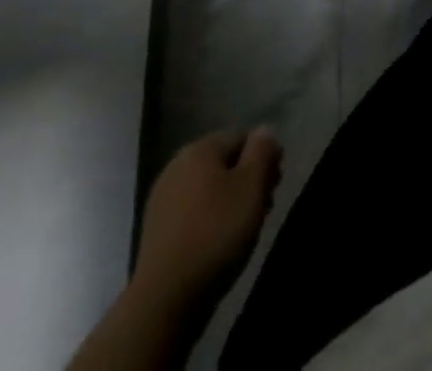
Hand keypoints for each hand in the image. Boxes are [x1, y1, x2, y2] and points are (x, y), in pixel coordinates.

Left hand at [133, 128, 283, 310]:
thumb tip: (264, 130)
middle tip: (265, 207)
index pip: (242, 137)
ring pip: (208, 188)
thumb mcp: (251, 187)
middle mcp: (177, 166)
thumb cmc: (215, 234)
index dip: (264, 157)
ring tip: (245, 229)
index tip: (276, 185)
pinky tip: (218, 243)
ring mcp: (162, 199)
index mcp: (199, 149)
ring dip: (230, 200)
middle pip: (224, 162)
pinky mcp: (156, 231)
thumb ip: (262, 151)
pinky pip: (192, 212)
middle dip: (247, 180)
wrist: (164, 301)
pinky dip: (209, 219)